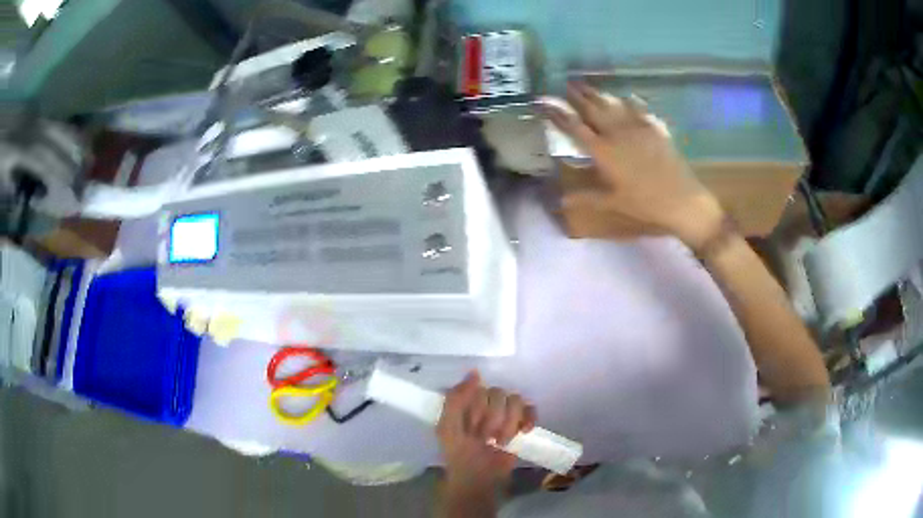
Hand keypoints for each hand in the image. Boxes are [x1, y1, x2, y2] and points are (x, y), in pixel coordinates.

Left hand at [437, 371, 536, 489]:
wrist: (477, 478)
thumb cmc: (457, 453)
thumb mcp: (447, 427)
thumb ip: (456, 399)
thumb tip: (475, 373)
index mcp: (467, 400)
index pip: (480, 387)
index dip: (478, 407)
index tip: (472, 424)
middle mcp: (486, 403)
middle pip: (499, 393)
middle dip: (492, 418)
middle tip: (484, 436)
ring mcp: (505, 413)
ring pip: (516, 401)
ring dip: (508, 423)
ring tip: (499, 440)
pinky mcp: (520, 424)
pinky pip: (531, 409)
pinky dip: (529, 419)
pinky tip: (523, 431)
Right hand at [545, 82, 724, 248]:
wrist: (681, 199)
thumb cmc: (644, 204)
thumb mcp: (612, 203)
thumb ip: (586, 197)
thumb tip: (560, 200)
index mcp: (603, 152)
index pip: (574, 127)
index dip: (557, 112)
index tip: (543, 99)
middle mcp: (617, 133)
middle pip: (593, 108)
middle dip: (578, 95)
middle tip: (566, 83)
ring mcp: (638, 128)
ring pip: (614, 104)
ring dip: (599, 94)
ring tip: (588, 85)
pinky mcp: (655, 129)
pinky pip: (640, 110)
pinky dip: (632, 102)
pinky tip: (628, 97)